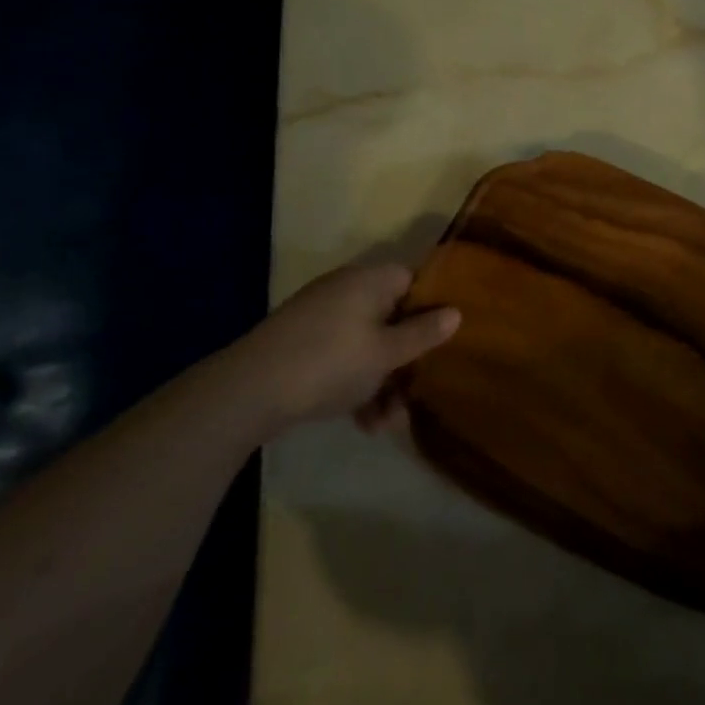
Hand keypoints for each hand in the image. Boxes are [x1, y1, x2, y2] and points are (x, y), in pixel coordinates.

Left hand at [226, 264, 458, 432]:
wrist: (248, 391)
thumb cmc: (330, 362)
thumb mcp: (386, 353)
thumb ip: (423, 334)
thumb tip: (456, 312)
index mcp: (369, 281)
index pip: (413, 280)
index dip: (432, 306)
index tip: (445, 338)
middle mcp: (345, 291)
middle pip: (391, 317)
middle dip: (406, 359)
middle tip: (417, 393)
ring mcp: (320, 318)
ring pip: (367, 344)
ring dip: (382, 382)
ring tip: (388, 424)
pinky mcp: (301, 345)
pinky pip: (341, 358)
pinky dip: (355, 384)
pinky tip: (363, 423)